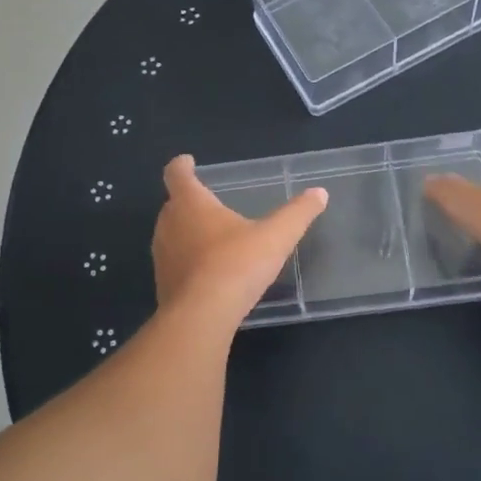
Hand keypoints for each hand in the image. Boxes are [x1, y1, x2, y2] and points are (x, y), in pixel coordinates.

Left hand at [152, 155, 327, 318]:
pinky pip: (174, 263)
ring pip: (171, 235)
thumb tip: (319, 193)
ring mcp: (161, 256)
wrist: (201, 318)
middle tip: (209, 204)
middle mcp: (168, 224)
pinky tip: (208, 273)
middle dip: (188, 202)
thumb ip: (298, 213)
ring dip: (186, 233)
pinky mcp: (162, 284)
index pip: (177, 174)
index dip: (181, 165)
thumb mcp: (276, 236)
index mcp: (191, 203)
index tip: (188, 162)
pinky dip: (187, 262)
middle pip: (173, 204)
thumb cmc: (236, 265)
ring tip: (210, 238)